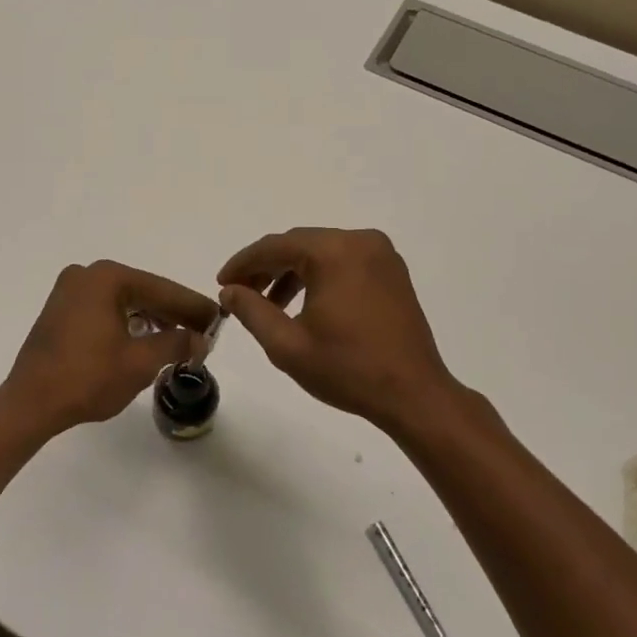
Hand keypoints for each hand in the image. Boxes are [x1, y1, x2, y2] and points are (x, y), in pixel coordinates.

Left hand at [0, 261, 218, 436]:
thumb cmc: (87, 378)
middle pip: (143, 292)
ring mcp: (69, 291)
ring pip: (124, 302)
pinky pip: (105, 310)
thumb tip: (200, 339)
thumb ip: (176, 343)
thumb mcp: (140, 362)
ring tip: (180, 340)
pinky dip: (128, 323)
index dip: (193, 307)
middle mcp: (86, 275)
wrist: (30, 404)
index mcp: (106, 278)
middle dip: (174, 313)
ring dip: (152, 319)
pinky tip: (146, 339)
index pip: (162, 289)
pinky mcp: (60, 311)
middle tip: (204, 332)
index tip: (219, 318)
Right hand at [218, 227, 459, 432]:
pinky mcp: (392, 272)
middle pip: (299, 244)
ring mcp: (381, 255)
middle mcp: (360, 241)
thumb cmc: (348, 370)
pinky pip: (344, 262)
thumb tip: (229, 291)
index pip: (275, 246)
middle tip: (240, 293)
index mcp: (334, 253)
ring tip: (269, 304)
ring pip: (321, 252)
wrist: (414, 394)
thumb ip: (251, 311)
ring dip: (292, 272)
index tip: (222, 283)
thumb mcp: (287, 345)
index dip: (243, 264)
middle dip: (266, 267)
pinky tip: (303, 304)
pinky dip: (319, 276)